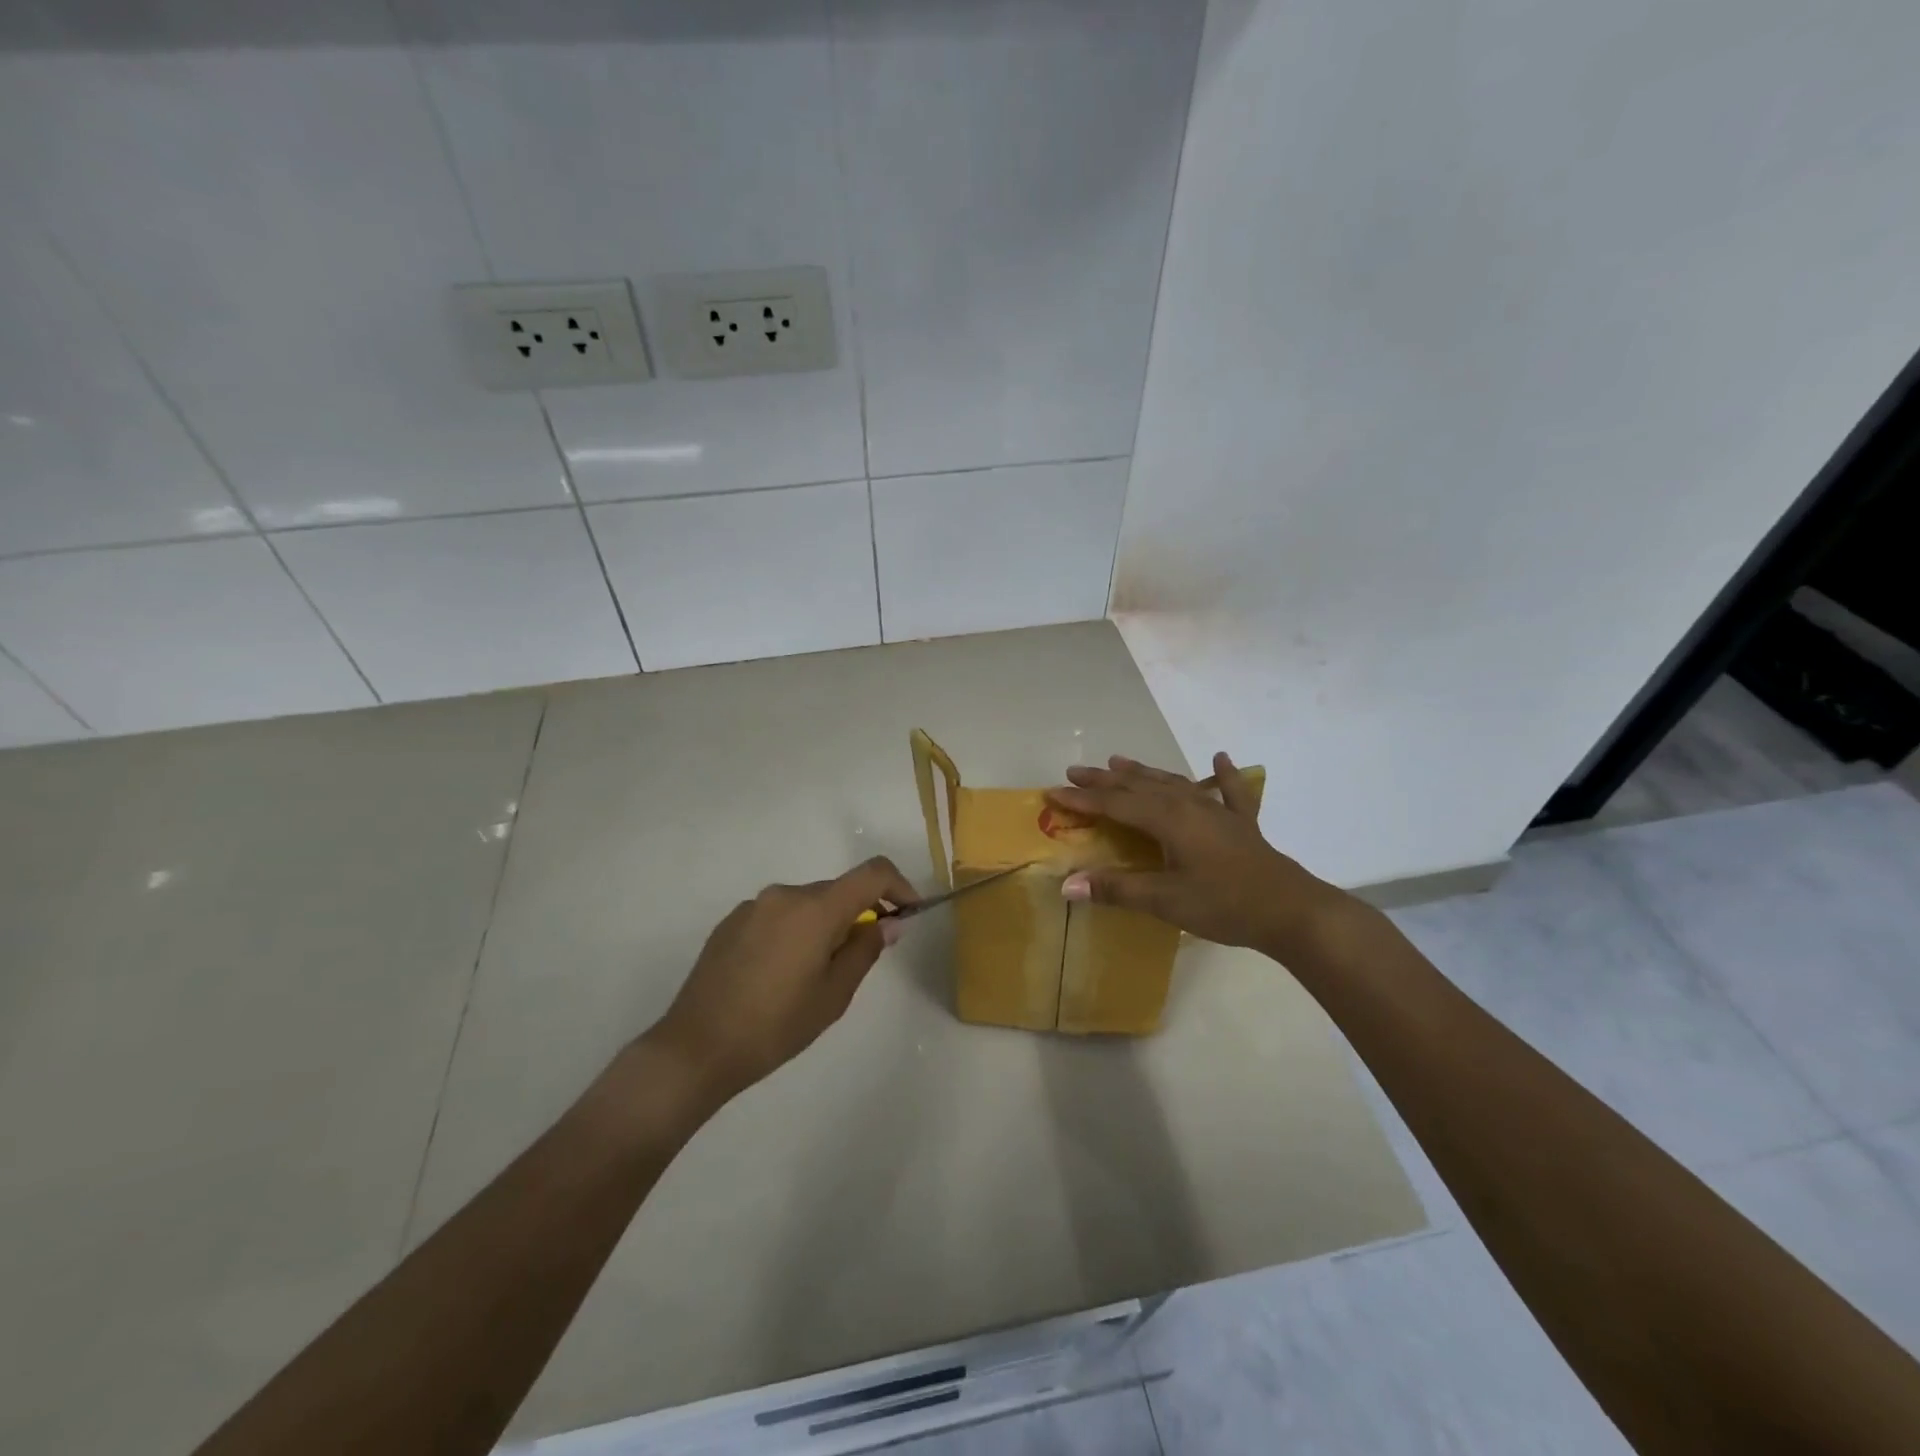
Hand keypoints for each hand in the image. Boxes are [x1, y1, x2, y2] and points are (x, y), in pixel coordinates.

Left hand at [647, 856, 917, 1105]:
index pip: (872, 873)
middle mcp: (785, 895)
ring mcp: (754, 906)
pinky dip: (794, 932)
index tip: (908, 913)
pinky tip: (780, 974)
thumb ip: (865, 950)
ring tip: (814, 975)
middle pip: (837, 891)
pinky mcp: (731, 922)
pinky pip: (778, 916)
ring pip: (806, 905)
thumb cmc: (775, 1025)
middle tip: (861, 958)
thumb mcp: (834, 995)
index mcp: (816, 908)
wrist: (696, 1048)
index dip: (899, 886)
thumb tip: (888, 923)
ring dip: (824, 925)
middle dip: (859, 914)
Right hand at [1046, 753, 1348, 954]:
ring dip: (1143, 773)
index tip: (1052, 793)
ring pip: (1172, 783)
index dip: (1082, 799)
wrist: (1291, 910)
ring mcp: (1217, 811)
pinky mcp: (1240, 824)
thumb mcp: (1165, 901)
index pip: (1114, 805)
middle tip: (1075, 772)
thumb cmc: (1224, 904)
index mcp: (1167, 819)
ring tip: (1118, 762)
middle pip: (1138, 787)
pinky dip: (1222, 775)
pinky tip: (1221, 758)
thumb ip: (1117, 889)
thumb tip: (1067, 884)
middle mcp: (1188, 805)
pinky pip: (1229, 791)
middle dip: (1104, 780)